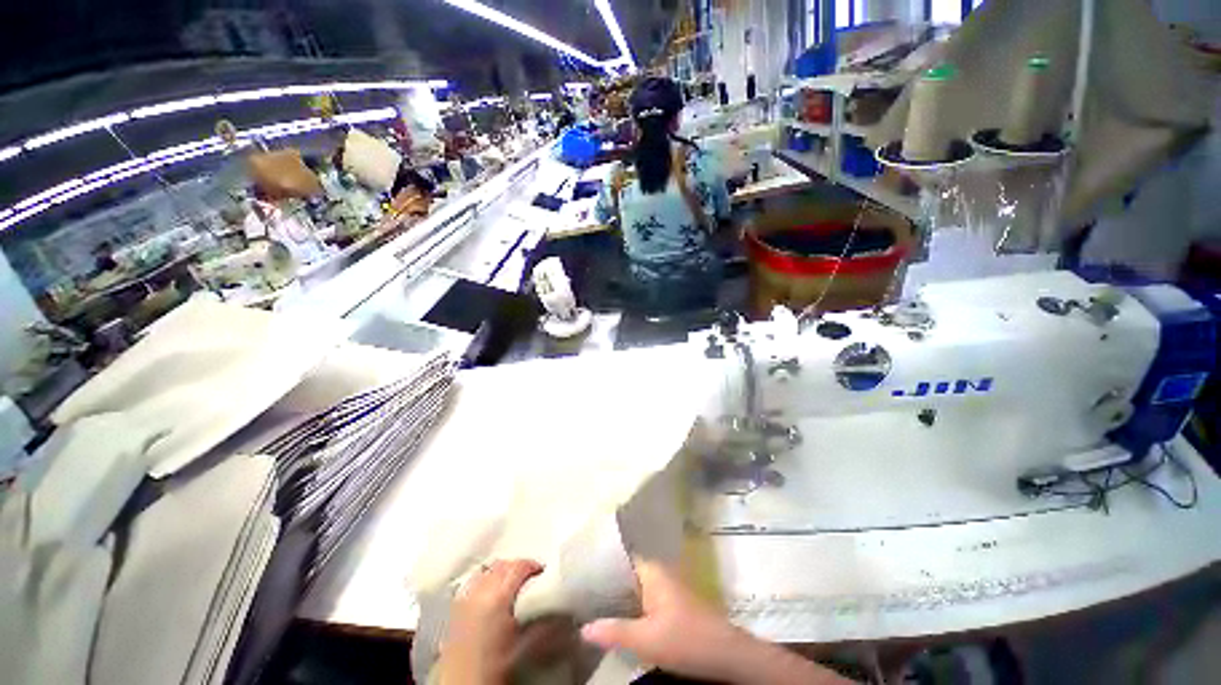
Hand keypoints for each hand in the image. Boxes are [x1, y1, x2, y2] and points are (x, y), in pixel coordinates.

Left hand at [439, 559, 542, 684]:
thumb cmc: (494, 668)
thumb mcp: (524, 647)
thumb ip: (543, 624)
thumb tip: (560, 611)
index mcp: (497, 597)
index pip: (519, 566)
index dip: (533, 566)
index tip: (544, 574)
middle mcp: (479, 591)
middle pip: (502, 565)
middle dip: (518, 568)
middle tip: (532, 579)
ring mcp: (464, 598)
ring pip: (487, 571)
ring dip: (501, 573)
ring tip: (513, 585)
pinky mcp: (455, 609)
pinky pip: (474, 582)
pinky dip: (485, 580)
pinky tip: (491, 595)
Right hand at [580, 561, 747, 681]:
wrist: (726, 654)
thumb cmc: (686, 638)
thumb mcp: (646, 639)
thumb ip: (614, 632)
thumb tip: (582, 628)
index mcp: (652, 571)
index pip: (623, 554)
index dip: (604, 558)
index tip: (582, 565)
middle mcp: (659, 574)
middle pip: (628, 570)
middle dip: (607, 578)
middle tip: (580, 586)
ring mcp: (667, 589)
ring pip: (636, 585)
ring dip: (618, 592)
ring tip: (591, 599)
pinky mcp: (672, 605)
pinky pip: (644, 598)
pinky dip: (630, 603)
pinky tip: (617, 615)